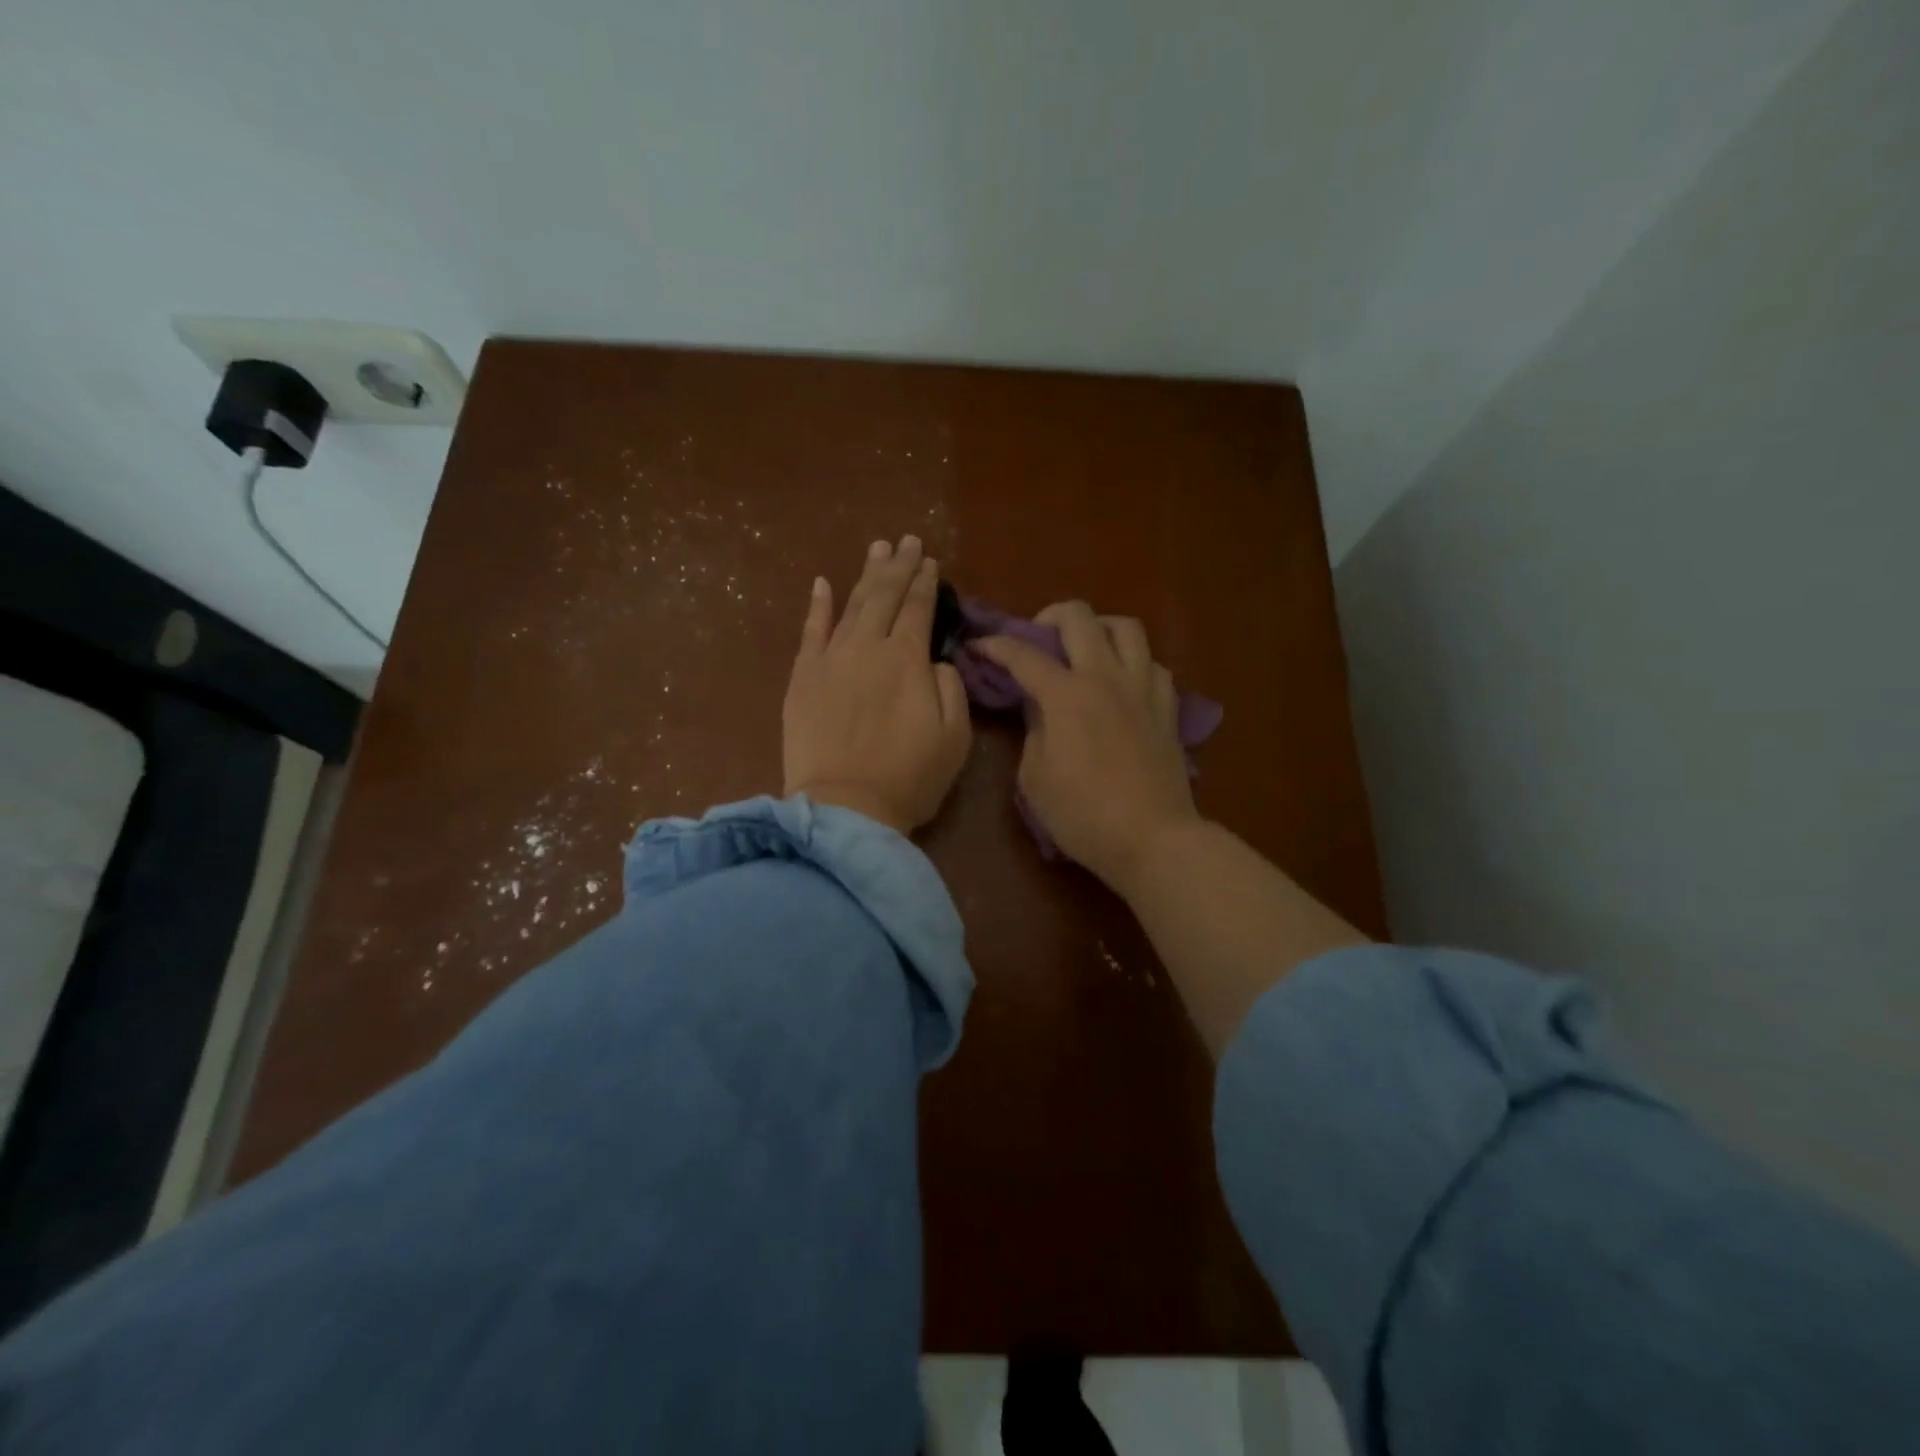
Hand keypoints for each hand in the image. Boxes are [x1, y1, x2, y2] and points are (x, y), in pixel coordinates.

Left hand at [783, 536, 971, 834]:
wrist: (844, 809)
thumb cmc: (909, 778)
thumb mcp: (954, 736)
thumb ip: (949, 687)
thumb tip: (933, 661)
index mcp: (908, 660)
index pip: (919, 609)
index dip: (926, 583)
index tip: (931, 562)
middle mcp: (868, 648)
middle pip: (885, 597)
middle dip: (899, 566)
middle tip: (907, 540)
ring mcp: (830, 660)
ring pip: (851, 605)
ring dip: (866, 575)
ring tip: (877, 549)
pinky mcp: (802, 678)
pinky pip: (810, 632)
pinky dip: (817, 605)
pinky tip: (822, 583)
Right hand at [976, 602, 1200, 891]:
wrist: (1152, 838)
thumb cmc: (1083, 815)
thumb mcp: (1035, 778)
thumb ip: (1033, 731)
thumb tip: (1040, 709)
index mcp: (1066, 695)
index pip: (1023, 654)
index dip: (995, 645)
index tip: (978, 645)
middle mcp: (1106, 677)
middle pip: (1079, 617)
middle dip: (1048, 617)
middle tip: (1037, 640)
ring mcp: (1142, 688)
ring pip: (1126, 627)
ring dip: (1098, 629)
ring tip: (1085, 650)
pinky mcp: (1167, 707)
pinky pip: (1153, 664)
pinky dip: (1133, 663)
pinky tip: (1122, 683)